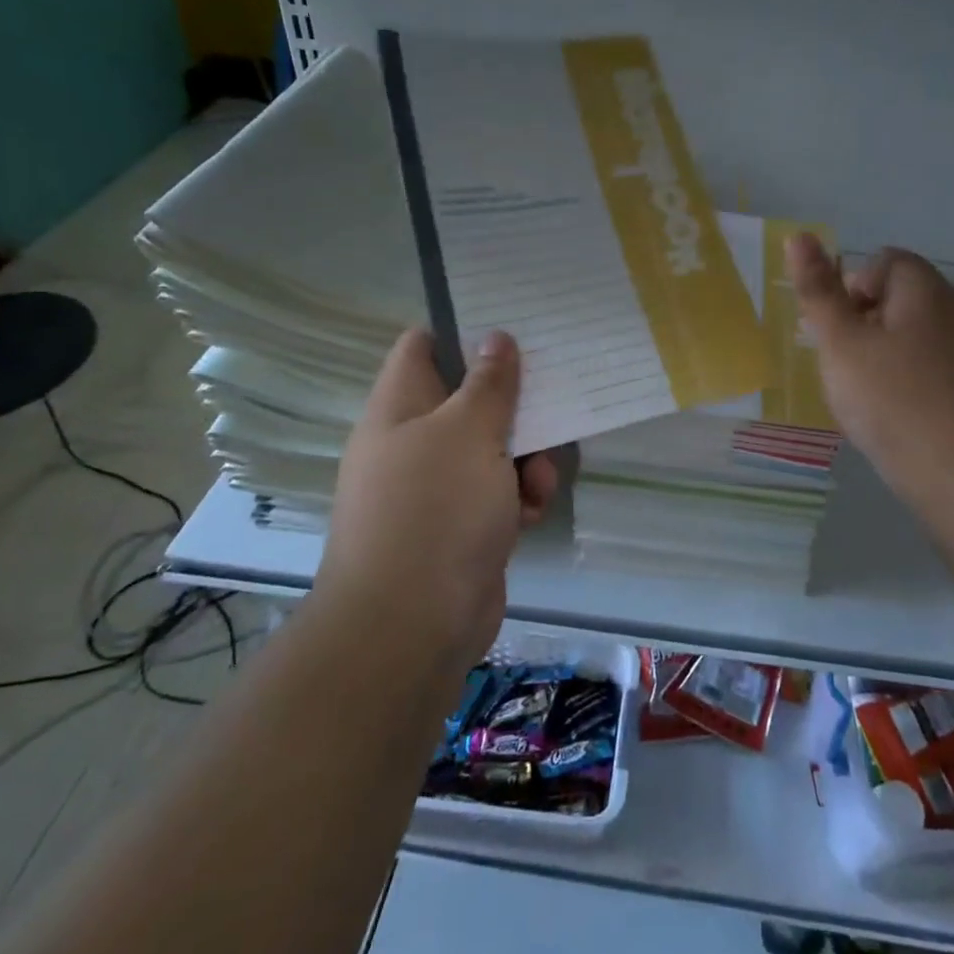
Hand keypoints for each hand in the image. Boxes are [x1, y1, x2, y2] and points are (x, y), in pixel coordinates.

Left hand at [320, 328, 563, 666]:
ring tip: (537, 478)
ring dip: (526, 457)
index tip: (513, 326)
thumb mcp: (470, 432)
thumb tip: (496, 337)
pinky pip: (498, 492)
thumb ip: (489, 382)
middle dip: (514, 403)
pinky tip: (531, 513)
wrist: (412, 627)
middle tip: (553, 395)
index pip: (424, 345)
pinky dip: (518, 497)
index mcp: (399, 407)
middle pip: (469, 398)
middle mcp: (413, 441)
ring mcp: (436, 487)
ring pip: (493, 448)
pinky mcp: (460, 525)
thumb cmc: (436, 510)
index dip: (464, 329)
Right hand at [785, 234, 953, 510]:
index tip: (838, 333)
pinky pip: (944, 367)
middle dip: (869, 322)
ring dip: (893, 352)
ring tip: (873, 395)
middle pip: (905, 297)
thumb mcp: (840, 344)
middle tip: (848, 366)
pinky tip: (906, 416)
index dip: (852, 289)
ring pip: (924, 334)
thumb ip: (818, 290)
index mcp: (926, 289)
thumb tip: (800, 235)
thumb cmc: (894, 402)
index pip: (885, 262)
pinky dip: (920, 379)